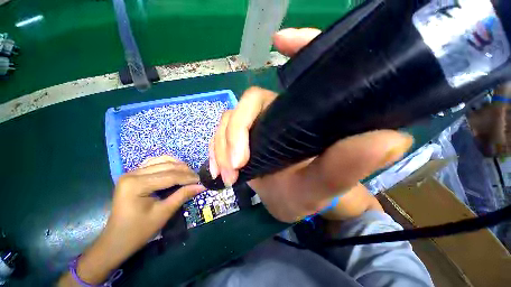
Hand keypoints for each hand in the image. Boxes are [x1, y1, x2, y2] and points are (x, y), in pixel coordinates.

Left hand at [59, 156, 204, 285]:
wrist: (116, 239)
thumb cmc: (139, 230)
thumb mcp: (164, 213)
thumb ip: (183, 195)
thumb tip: (202, 186)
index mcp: (136, 184)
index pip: (170, 176)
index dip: (188, 178)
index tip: (201, 180)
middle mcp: (132, 173)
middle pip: (166, 166)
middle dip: (185, 171)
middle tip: (197, 178)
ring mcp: (131, 172)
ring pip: (162, 161)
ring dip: (178, 166)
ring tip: (189, 174)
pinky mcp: (133, 174)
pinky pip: (154, 163)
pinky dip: (168, 164)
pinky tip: (176, 168)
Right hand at [209, 28, 412, 222]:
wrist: (289, 202)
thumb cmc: (311, 194)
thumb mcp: (327, 184)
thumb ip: (350, 164)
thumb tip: (393, 139)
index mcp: (304, 116)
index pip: (304, 74)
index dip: (299, 47)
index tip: (281, 39)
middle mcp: (280, 113)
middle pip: (250, 104)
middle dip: (237, 133)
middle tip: (237, 164)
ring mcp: (258, 125)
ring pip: (230, 121)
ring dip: (223, 147)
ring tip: (228, 174)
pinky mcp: (243, 139)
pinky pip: (222, 136)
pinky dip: (216, 151)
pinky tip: (219, 170)